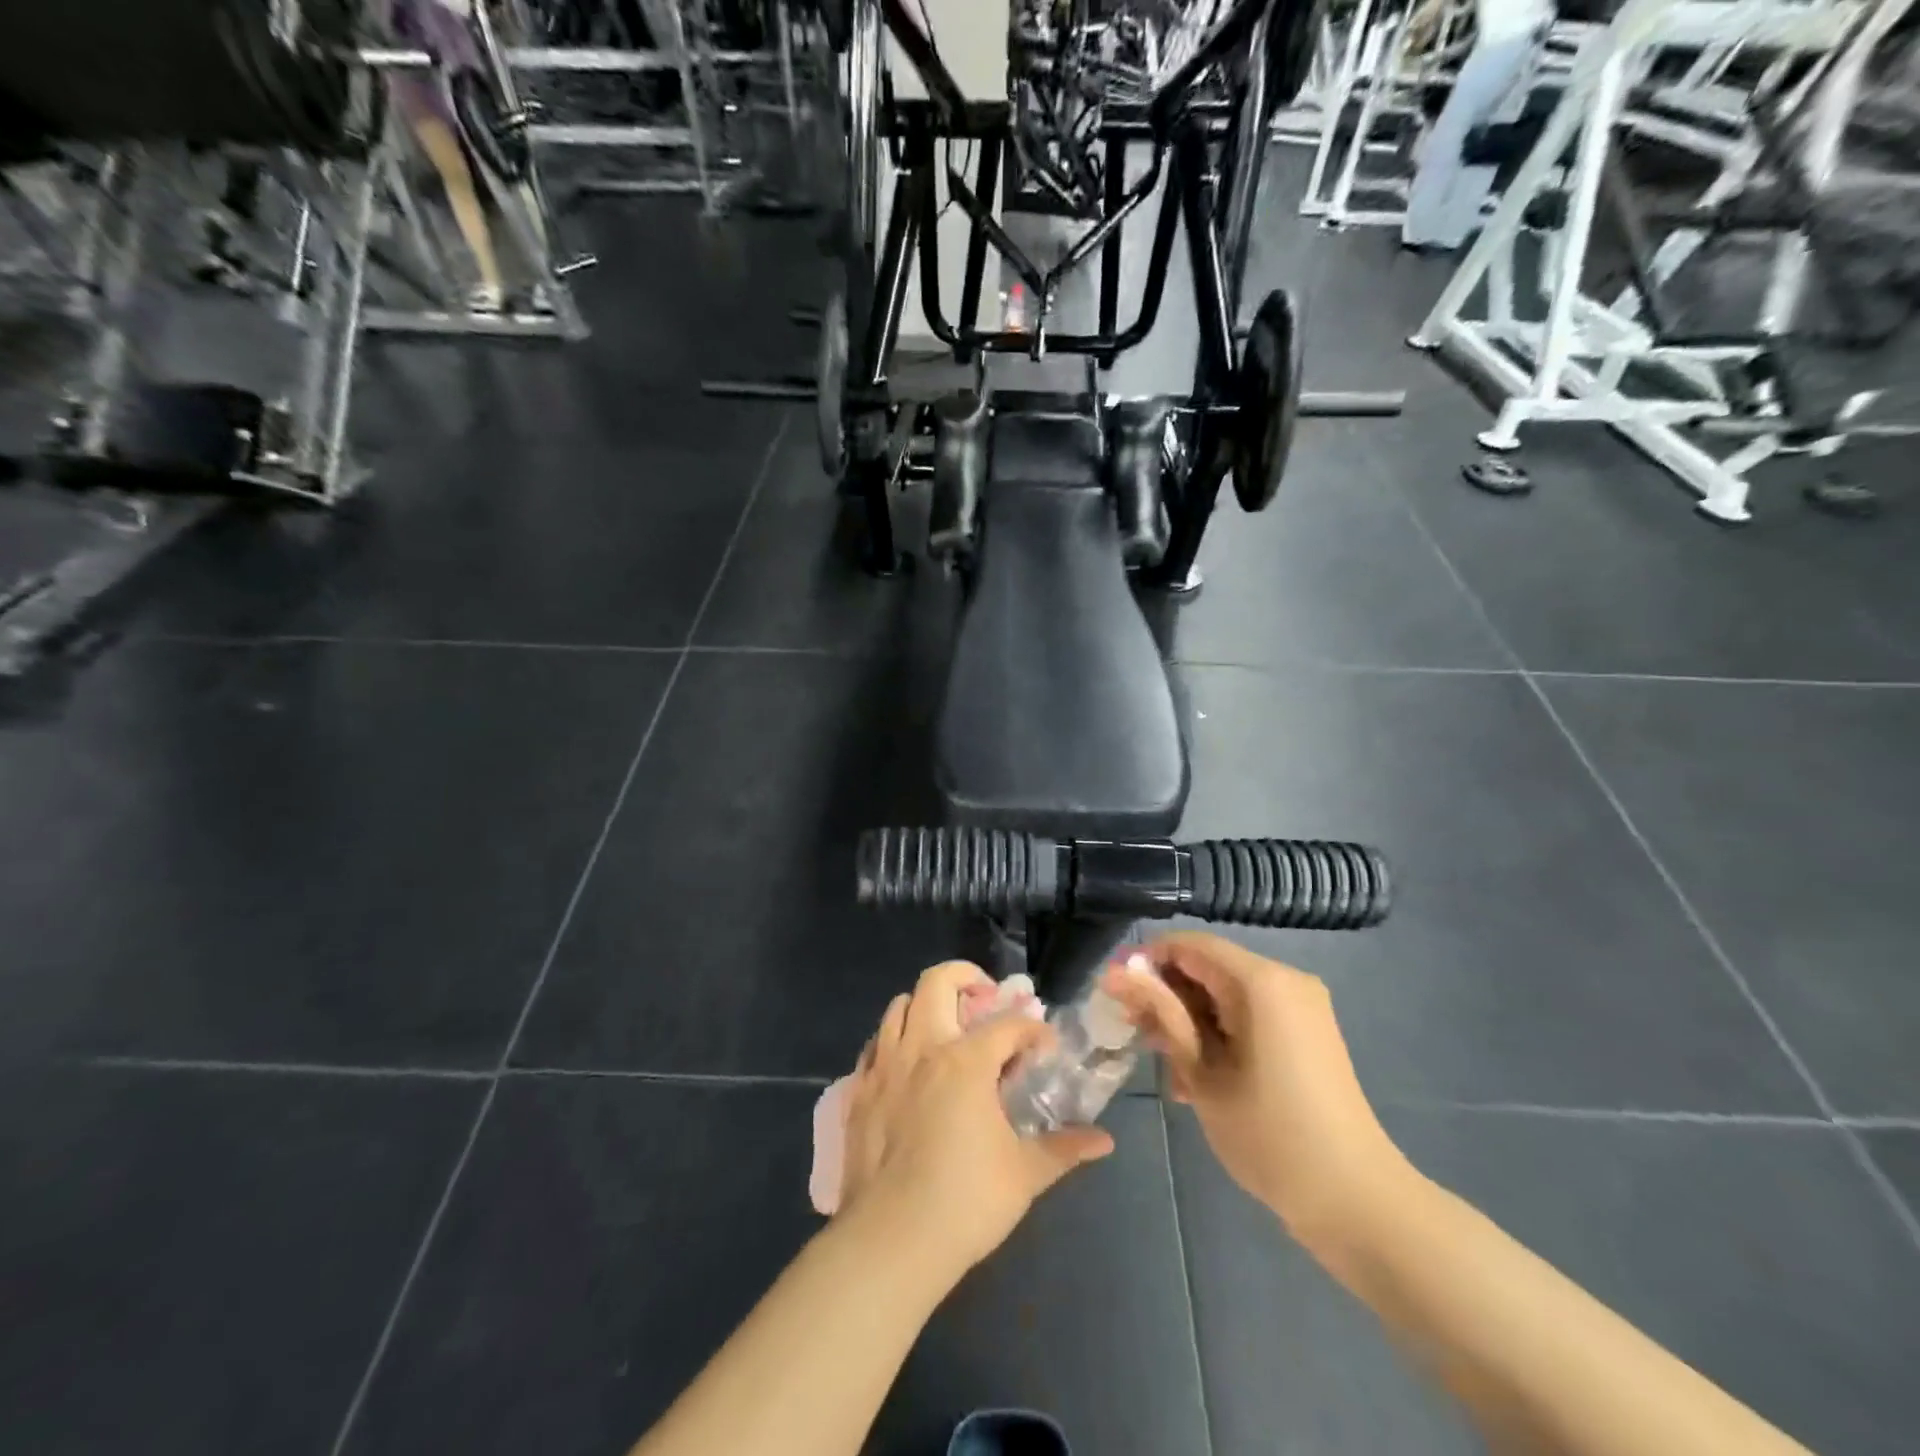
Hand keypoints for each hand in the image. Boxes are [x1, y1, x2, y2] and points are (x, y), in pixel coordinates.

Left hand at [838, 961, 1113, 1274]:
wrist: (890, 1241)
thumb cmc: (965, 1202)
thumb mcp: (1025, 1174)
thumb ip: (1064, 1148)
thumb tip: (1104, 1141)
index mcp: (965, 1060)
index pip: (1007, 1024)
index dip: (1032, 1029)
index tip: (1044, 1047)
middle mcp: (922, 1048)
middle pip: (938, 982)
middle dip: (966, 978)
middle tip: (985, 1000)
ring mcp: (885, 1066)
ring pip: (899, 1005)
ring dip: (926, 1005)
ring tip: (946, 1030)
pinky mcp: (859, 1090)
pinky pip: (875, 1044)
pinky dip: (895, 1040)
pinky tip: (909, 1066)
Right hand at [1104, 932, 1410, 1242]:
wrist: (1355, 1202)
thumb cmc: (1269, 1135)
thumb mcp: (1202, 1072)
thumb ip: (1161, 1014)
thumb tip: (1114, 973)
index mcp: (1261, 981)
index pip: (1189, 945)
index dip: (1146, 962)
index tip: (1115, 995)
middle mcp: (1284, 980)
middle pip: (1208, 967)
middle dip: (1166, 995)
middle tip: (1134, 1033)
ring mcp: (1300, 1007)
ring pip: (1225, 993)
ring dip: (1188, 1019)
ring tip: (1162, 1064)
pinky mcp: (1305, 1033)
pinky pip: (1248, 1014)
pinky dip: (1218, 1033)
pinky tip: (1195, 1077)